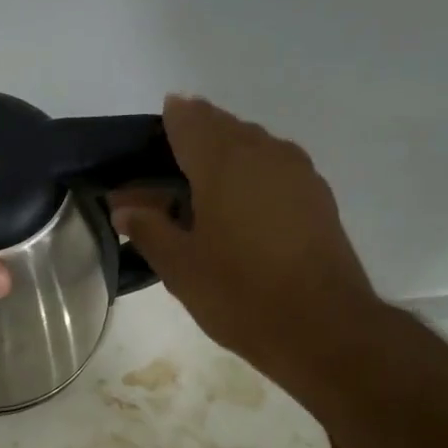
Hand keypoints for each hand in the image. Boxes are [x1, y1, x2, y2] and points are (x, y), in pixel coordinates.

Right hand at [111, 95, 378, 375]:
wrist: (322, 326)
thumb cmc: (240, 294)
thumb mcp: (180, 266)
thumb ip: (149, 229)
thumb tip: (124, 208)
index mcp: (224, 162)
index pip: (189, 120)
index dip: (168, 122)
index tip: (148, 137)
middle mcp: (264, 152)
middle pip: (222, 127)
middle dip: (192, 138)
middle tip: (166, 169)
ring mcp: (297, 172)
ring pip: (251, 145)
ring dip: (223, 156)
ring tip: (198, 189)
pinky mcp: (316, 195)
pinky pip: (273, 167)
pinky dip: (249, 174)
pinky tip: (236, 207)